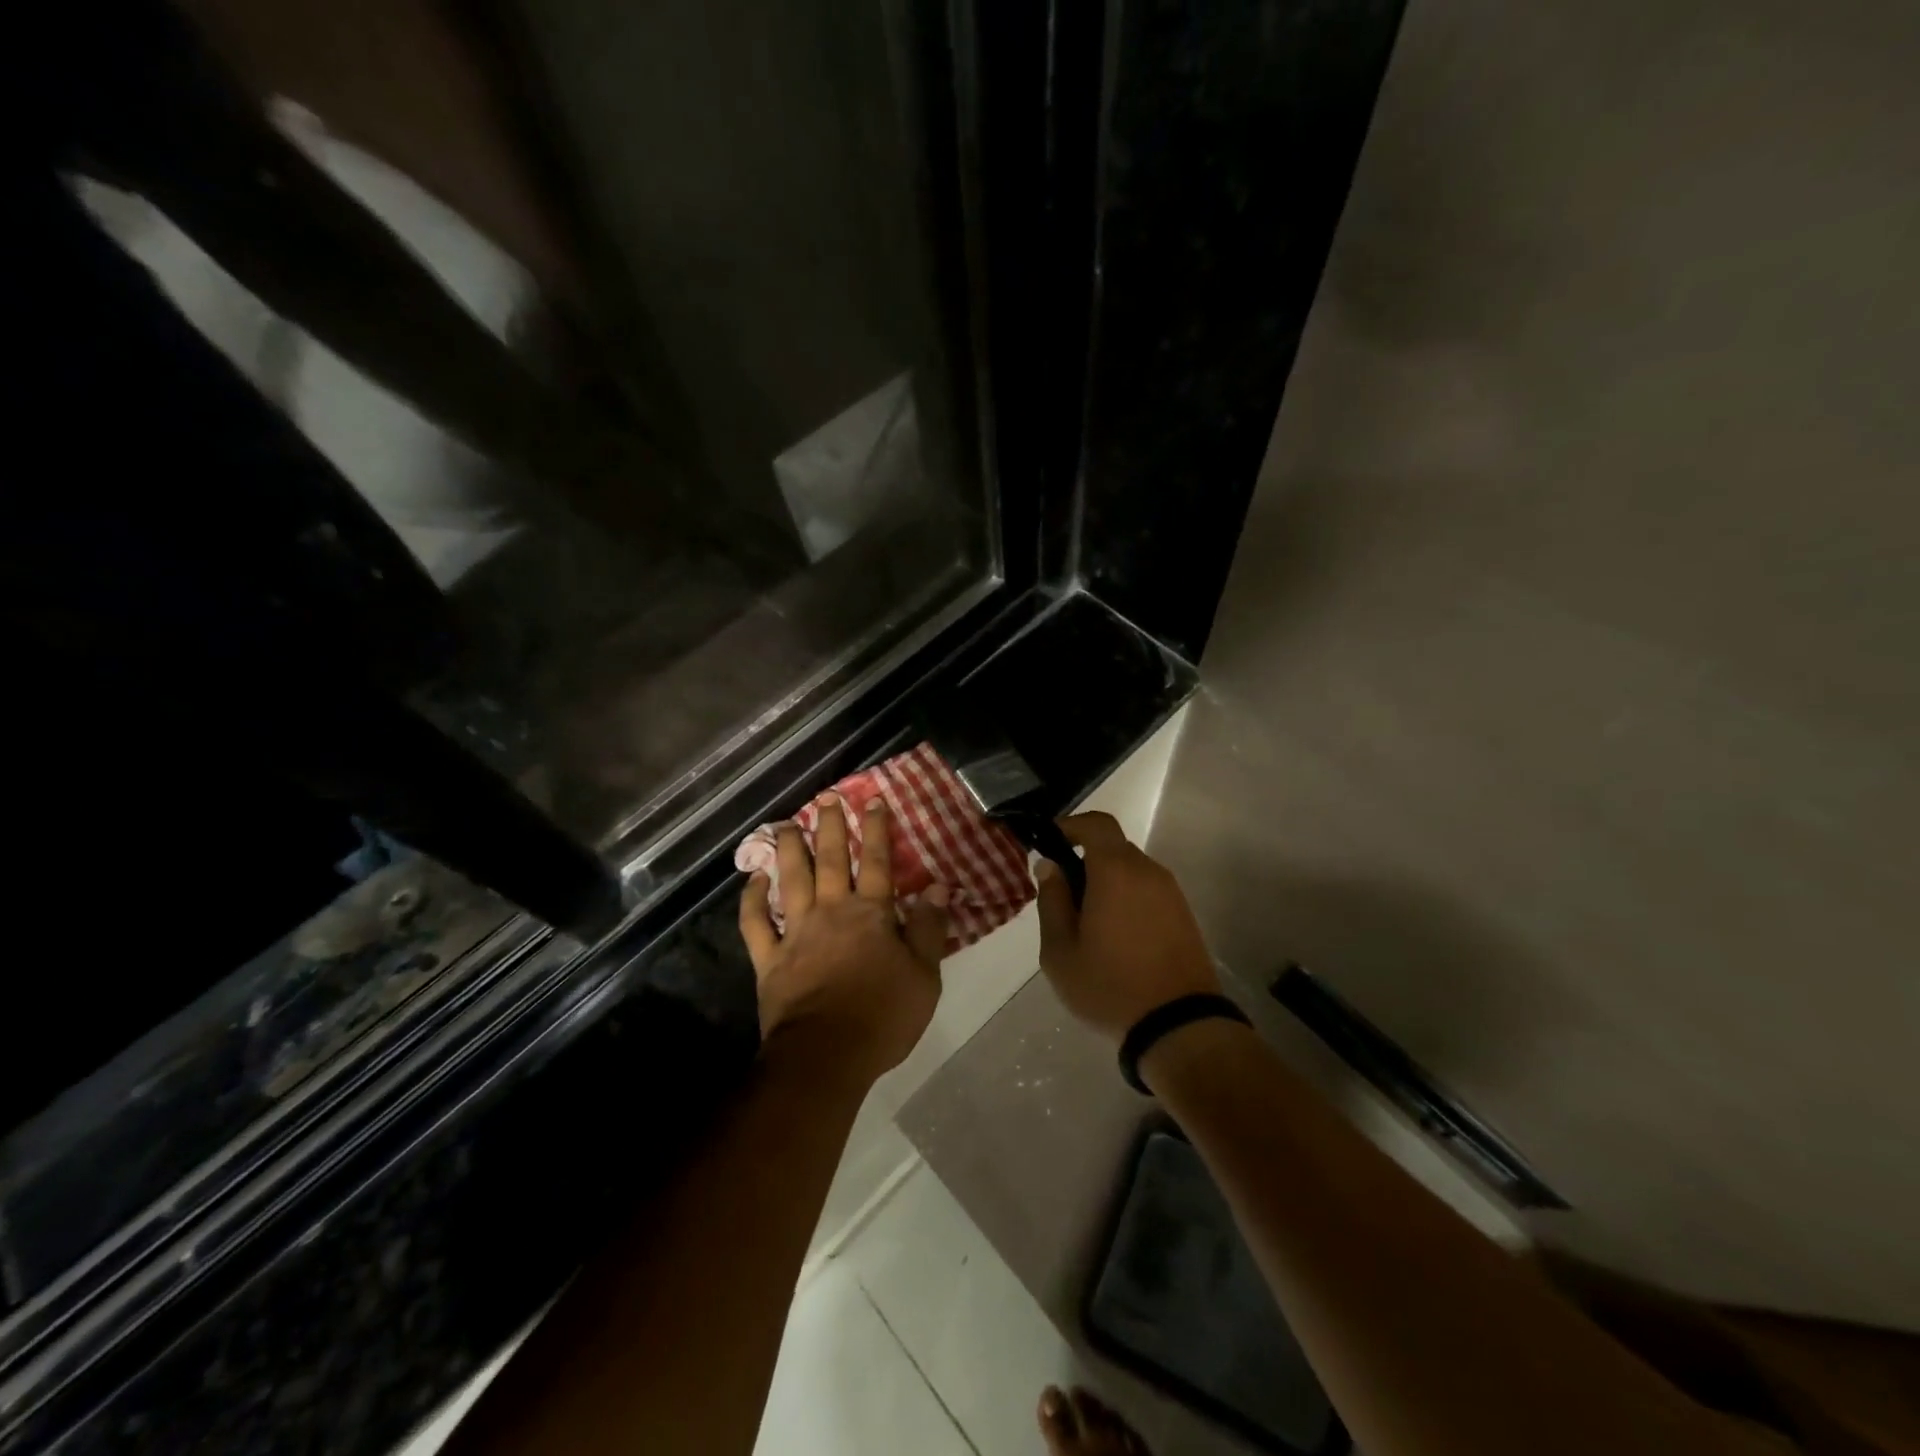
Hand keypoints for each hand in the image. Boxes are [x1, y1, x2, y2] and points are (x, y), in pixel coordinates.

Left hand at [739, 795, 949, 1080]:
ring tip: (785, 825)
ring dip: (788, 851)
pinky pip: (756, 923)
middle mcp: (832, 912)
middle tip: (826, 799)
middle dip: (831, 828)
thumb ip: (929, 928)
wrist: (827, 1055)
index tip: (873, 801)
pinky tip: (752, 881)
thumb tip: (938, 887)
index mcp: (871, 914)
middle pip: (832, 861)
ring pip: (791, 881)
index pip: (878, 862)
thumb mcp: (924, 975)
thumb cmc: (883, 1016)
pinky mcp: (770, 959)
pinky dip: (752, 901)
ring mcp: (797, 933)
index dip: (877, 830)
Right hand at [1034, 812, 1220, 1041]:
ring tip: (1088, 924)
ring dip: (1107, 883)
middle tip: (1063, 897)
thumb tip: (1049, 866)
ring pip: (1131, 871)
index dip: (1071, 826)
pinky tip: (1116, 937)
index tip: (1050, 845)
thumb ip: (1051, 901)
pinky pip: (1147, 891)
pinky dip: (1127, 899)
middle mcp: (1148, 871)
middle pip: (1112, 848)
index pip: (1096, 824)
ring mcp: (1171, 893)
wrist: (1179, 1025)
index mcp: (1116, 871)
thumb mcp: (1060, 951)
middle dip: (1084, 862)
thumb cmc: (1109, 986)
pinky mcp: (1184, 915)